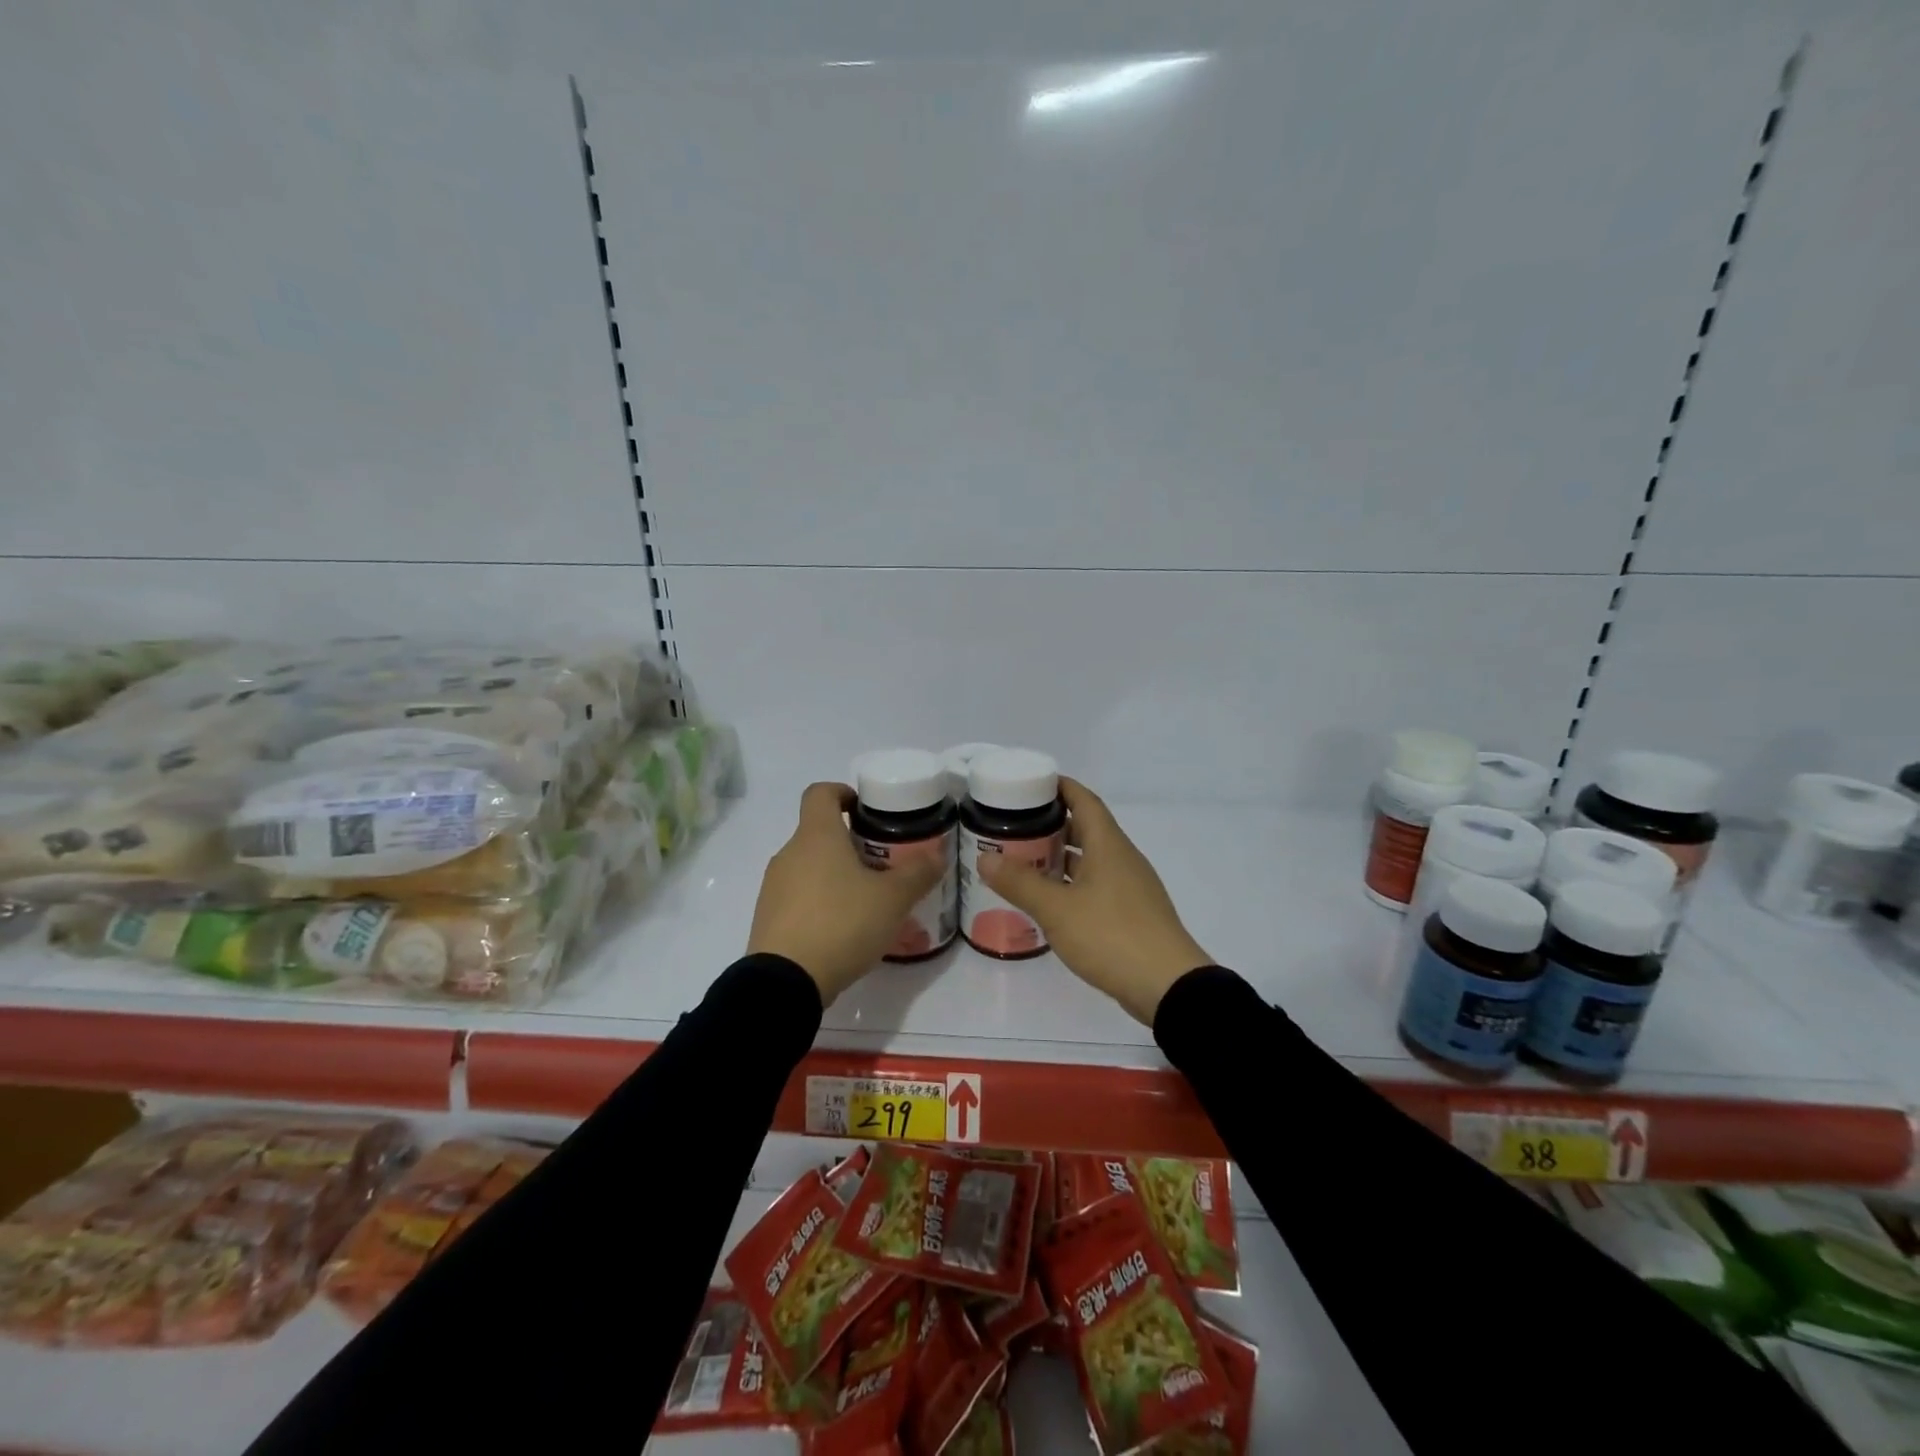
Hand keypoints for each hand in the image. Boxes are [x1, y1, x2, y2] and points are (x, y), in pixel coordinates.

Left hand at [747, 782, 946, 1004]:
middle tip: (883, 865)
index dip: (843, 793)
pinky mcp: (768, 918)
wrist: (785, 982)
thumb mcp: (892, 899)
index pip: (820, 792)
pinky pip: (799, 898)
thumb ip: (918, 873)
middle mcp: (789, 853)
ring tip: (868, 902)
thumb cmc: (841, 923)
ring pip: (809, 867)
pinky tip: (844, 930)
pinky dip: (820, 903)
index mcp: (816, 835)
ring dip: (836, 875)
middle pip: (819, 832)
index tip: (866, 810)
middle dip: (851, 844)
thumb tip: (937, 854)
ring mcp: (774, 887)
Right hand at [978, 778, 1209, 1024]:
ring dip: (1062, 857)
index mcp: (1109, 845)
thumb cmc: (1111, 935)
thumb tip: (985, 857)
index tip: (1030, 784)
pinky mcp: (1133, 913)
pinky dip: (1073, 883)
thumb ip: (1020, 882)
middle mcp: (1123, 858)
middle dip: (1053, 825)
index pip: (1084, 800)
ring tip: (1025, 861)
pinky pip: (1098, 885)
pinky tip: (1051, 900)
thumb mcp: (1057, 909)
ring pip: (1092, 859)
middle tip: (1015, 827)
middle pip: (1087, 829)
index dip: (1060, 787)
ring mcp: (1131, 887)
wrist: (1169, 987)